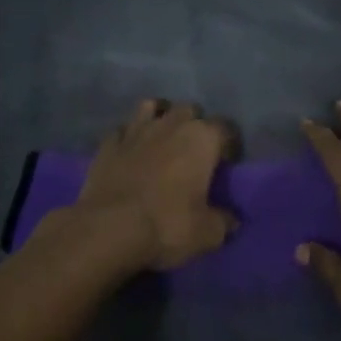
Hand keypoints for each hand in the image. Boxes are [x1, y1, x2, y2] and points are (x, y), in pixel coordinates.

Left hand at [61, 99, 236, 272]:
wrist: (109, 228)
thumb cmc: (167, 224)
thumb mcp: (207, 233)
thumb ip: (223, 222)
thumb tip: (231, 220)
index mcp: (202, 138)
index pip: (225, 128)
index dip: (229, 144)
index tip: (226, 163)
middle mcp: (171, 124)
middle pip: (190, 110)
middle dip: (195, 125)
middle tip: (195, 151)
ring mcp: (137, 129)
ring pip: (153, 107)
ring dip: (161, 117)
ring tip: (163, 138)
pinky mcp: (109, 142)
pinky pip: (124, 129)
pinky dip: (130, 136)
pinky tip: (131, 150)